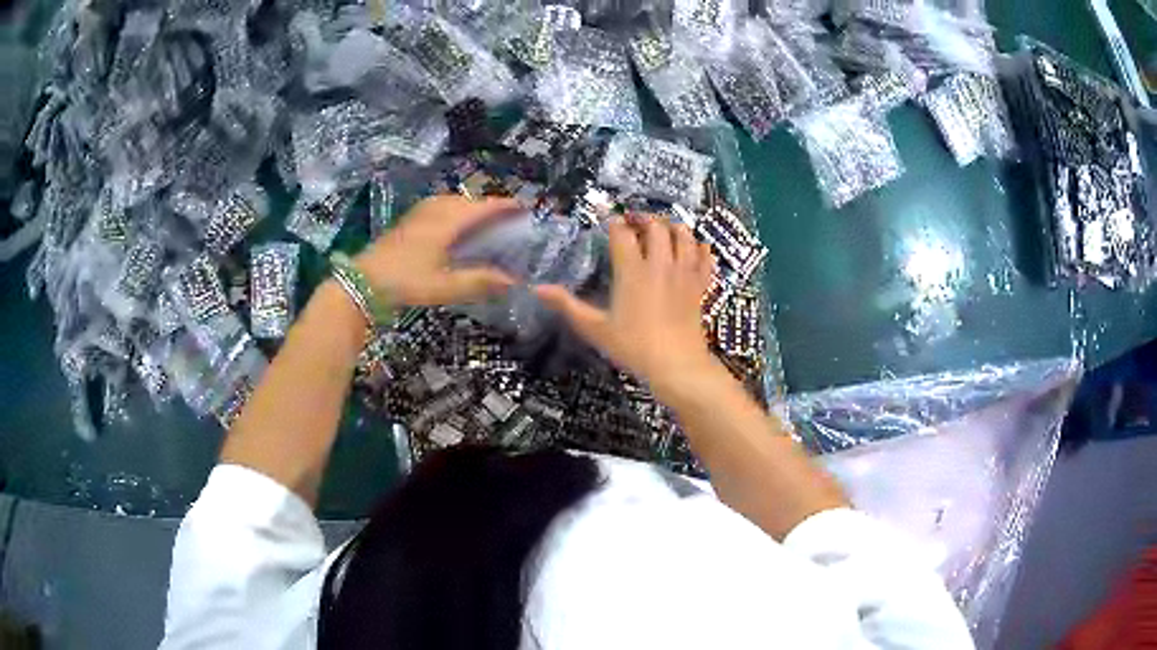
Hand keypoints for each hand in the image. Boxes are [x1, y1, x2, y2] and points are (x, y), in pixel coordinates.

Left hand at [355, 195, 519, 305]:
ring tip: (481, 219)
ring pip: (450, 202)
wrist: (363, 283)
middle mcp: (434, 212)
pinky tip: (450, 224)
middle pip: (467, 200)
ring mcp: (417, 215)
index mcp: (446, 222)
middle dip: (488, 205)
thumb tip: (513, 281)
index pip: (482, 207)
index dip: (504, 206)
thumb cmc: (405, 283)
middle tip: (506, 217)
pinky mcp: (406, 223)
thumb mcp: (444, 286)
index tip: (524, 208)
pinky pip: (437, 207)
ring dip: (468, 206)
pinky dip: (452, 210)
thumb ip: (479, 281)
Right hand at [536, 216, 719, 396]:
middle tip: (634, 223)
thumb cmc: (633, 347)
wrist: (677, 365)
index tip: (607, 219)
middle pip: (656, 226)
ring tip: (663, 230)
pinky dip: (701, 248)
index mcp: (632, 271)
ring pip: (684, 235)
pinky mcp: (700, 285)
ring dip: (673, 227)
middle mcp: (660, 264)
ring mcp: (684, 273)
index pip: (622, 233)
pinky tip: (695, 248)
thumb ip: (567, 305)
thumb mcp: (595, 328)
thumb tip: (536, 288)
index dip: (613, 221)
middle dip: (644, 218)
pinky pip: (706, 257)